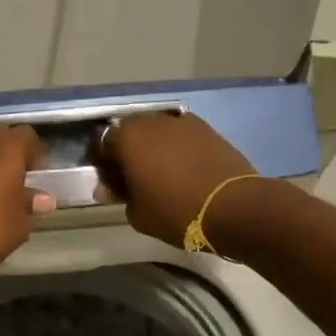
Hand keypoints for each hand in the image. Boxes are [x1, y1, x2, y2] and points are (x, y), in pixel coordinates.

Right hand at [94, 112, 255, 246]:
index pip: (102, 144)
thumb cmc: (176, 211)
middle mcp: (152, 121)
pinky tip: (182, 168)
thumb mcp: (137, 214)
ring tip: (158, 172)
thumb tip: (114, 187)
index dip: (102, 164)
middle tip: (131, 177)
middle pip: (130, 132)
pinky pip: (180, 135)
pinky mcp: (206, 129)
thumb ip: (120, 195)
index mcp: (128, 137)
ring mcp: (182, 122)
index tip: (108, 184)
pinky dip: (176, 147)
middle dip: (126, 151)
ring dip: (152, 147)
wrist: (233, 207)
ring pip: (156, 131)